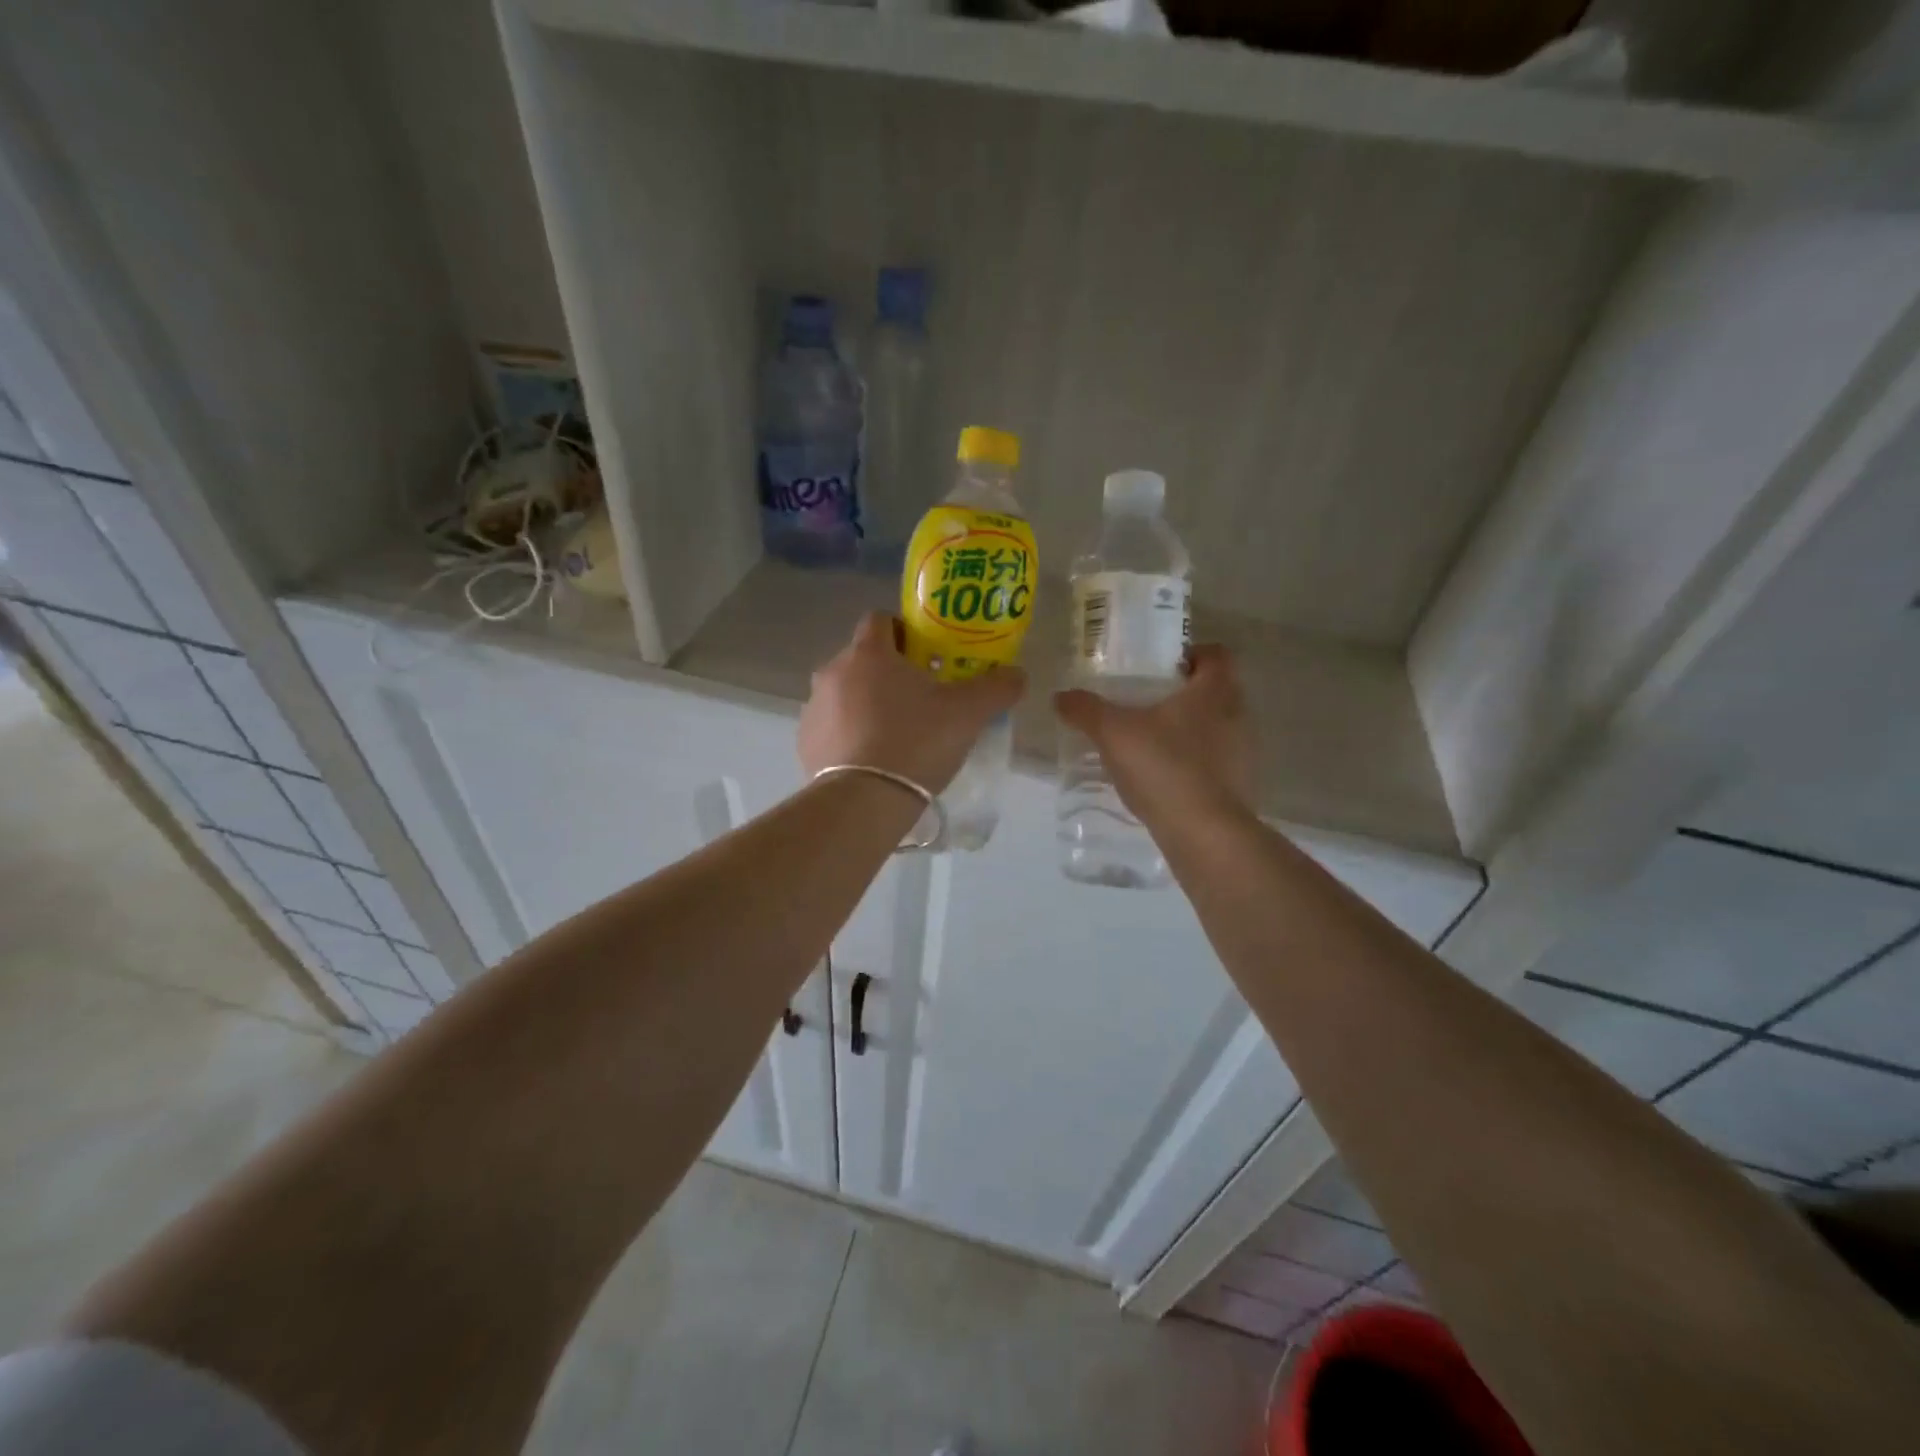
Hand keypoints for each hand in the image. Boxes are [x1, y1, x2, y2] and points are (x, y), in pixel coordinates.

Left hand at [800, 613, 1025, 793]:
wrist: (864, 801)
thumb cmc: (916, 742)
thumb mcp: (968, 713)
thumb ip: (997, 687)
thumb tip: (1017, 674)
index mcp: (869, 653)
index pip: (880, 619)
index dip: (904, 631)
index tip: (925, 655)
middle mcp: (834, 671)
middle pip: (863, 659)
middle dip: (888, 672)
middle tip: (919, 699)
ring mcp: (814, 708)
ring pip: (845, 693)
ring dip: (866, 704)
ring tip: (895, 734)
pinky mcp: (805, 742)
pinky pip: (831, 727)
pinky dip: (849, 735)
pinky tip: (871, 760)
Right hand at [1054, 645, 1253, 825]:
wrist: (1203, 832)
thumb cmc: (1163, 767)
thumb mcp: (1113, 733)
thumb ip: (1086, 710)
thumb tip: (1060, 696)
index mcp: (1213, 691)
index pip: (1216, 655)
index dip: (1192, 654)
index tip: (1164, 666)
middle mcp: (1237, 715)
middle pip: (1216, 690)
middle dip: (1186, 693)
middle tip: (1149, 701)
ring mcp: (1242, 752)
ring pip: (1217, 727)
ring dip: (1191, 729)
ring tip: (1153, 740)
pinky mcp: (1238, 785)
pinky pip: (1216, 761)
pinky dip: (1195, 762)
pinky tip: (1165, 775)